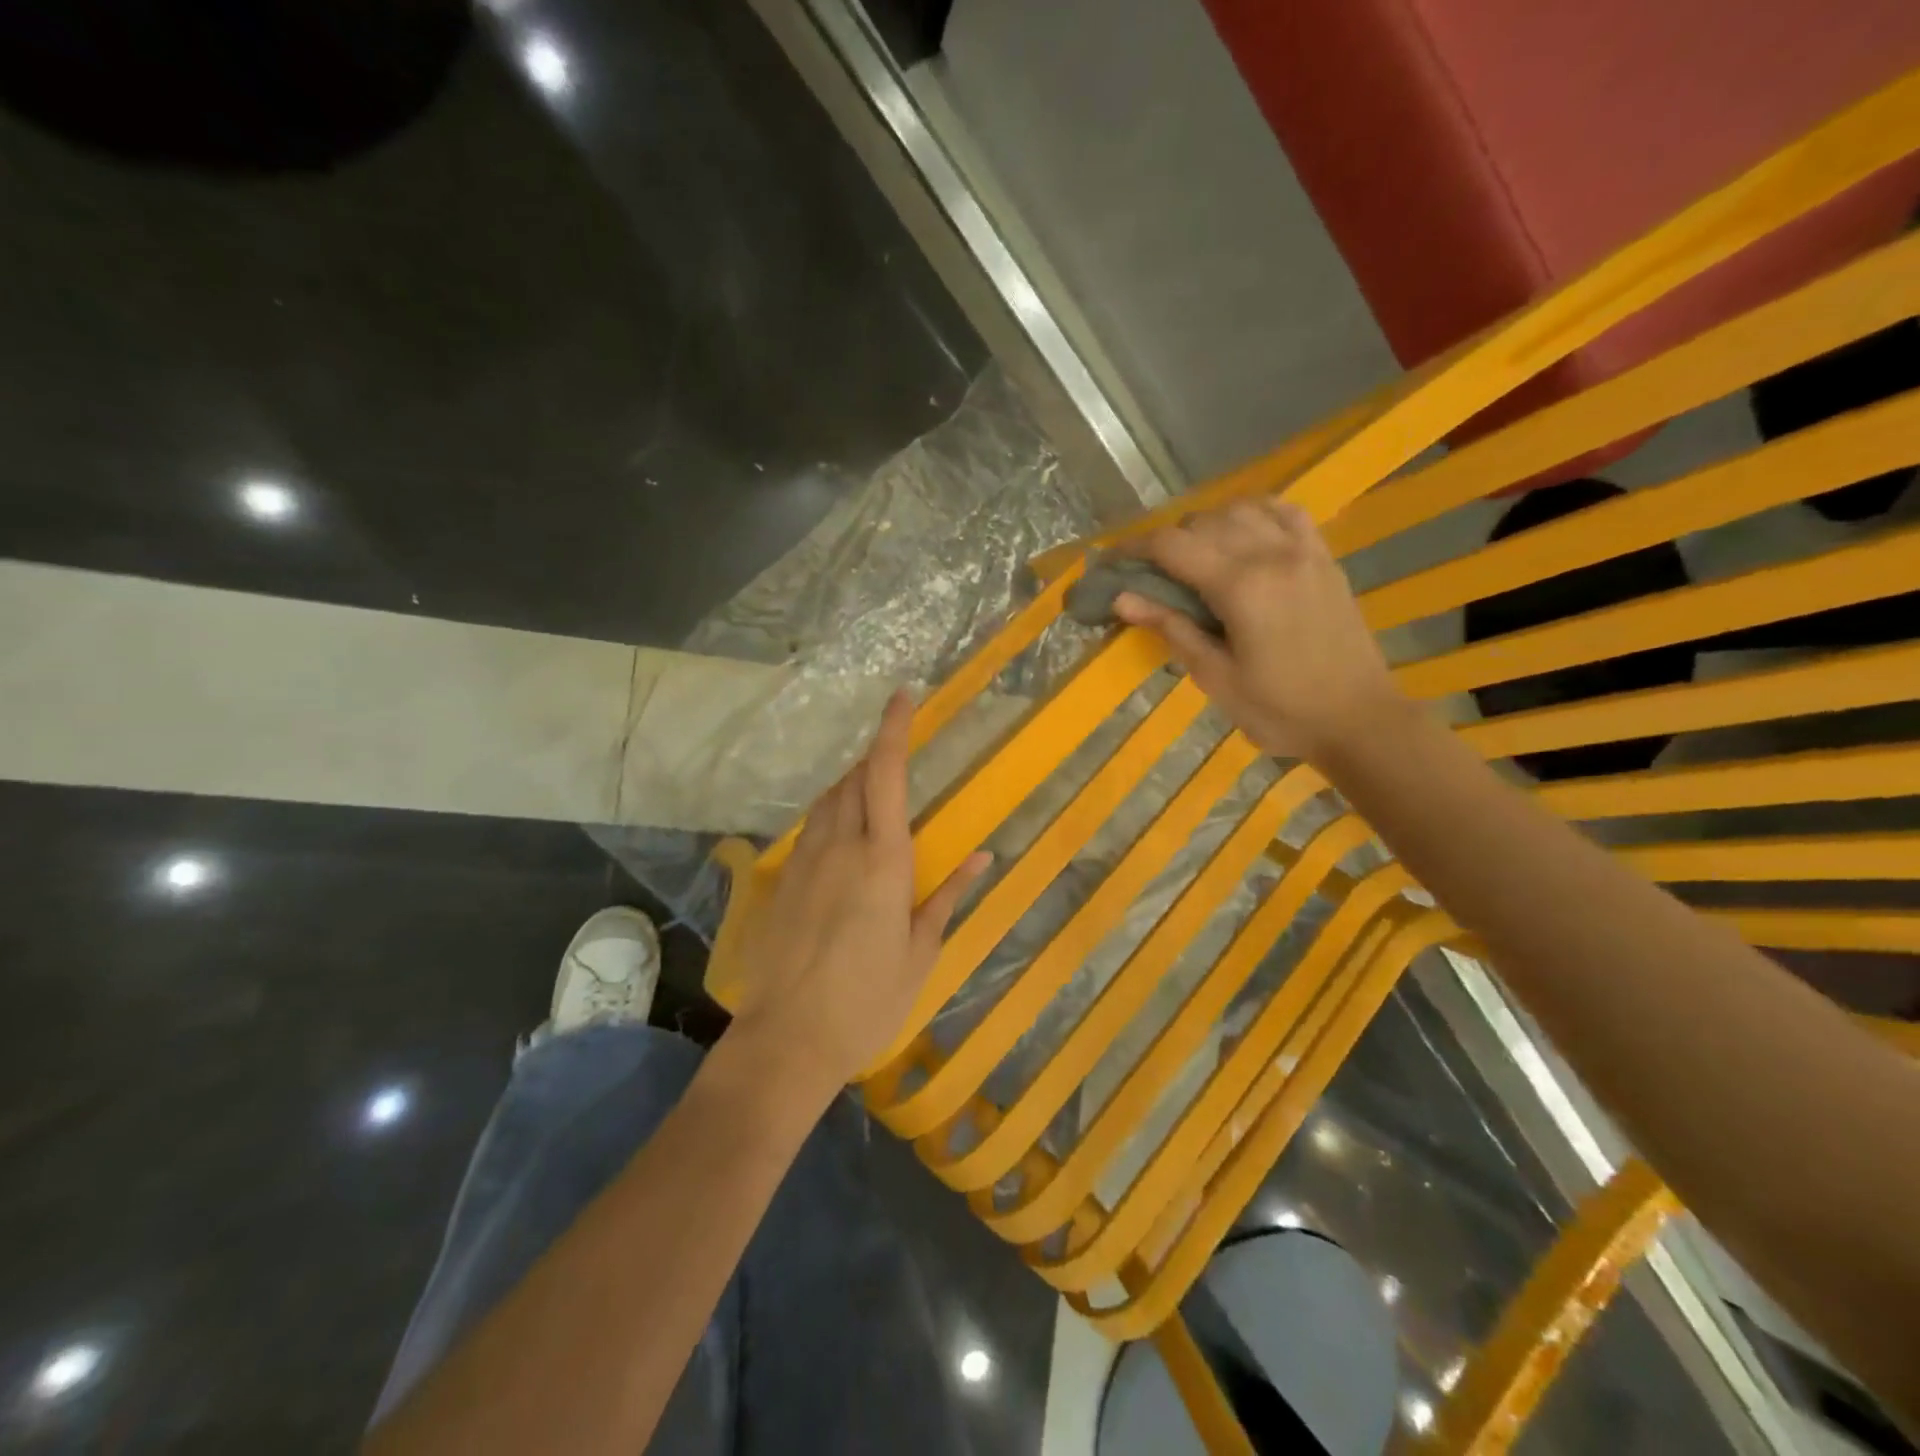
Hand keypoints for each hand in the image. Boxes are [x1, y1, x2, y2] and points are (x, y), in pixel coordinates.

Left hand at [725, 690, 990, 1092]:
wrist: (787, 1039)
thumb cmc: (868, 1000)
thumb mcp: (920, 952)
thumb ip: (947, 896)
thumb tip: (982, 857)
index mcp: (883, 859)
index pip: (887, 774)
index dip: (894, 729)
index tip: (902, 695)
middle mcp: (840, 846)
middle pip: (854, 778)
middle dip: (875, 755)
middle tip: (896, 752)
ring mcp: (805, 862)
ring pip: (828, 801)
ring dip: (851, 784)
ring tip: (873, 792)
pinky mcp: (784, 881)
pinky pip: (811, 828)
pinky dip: (831, 815)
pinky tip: (843, 837)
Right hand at [1112, 499, 1401, 761]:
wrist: (1359, 719)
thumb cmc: (1280, 710)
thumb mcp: (1216, 677)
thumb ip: (1171, 629)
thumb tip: (1121, 598)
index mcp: (1241, 586)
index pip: (1172, 546)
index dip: (1133, 548)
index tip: (1109, 562)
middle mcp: (1271, 554)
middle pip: (1203, 521)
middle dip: (1166, 540)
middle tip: (1148, 573)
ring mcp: (1303, 550)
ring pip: (1242, 508)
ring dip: (1206, 524)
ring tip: (1192, 556)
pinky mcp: (1324, 557)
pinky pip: (1285, 512)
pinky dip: (1254, 513)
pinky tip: (1242, 533)